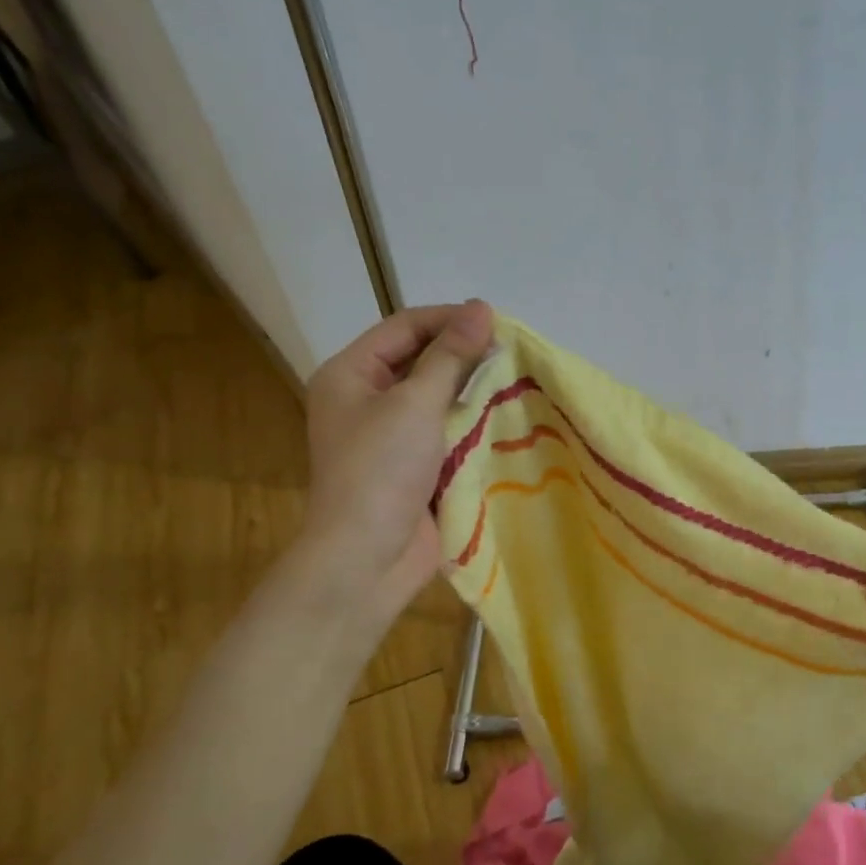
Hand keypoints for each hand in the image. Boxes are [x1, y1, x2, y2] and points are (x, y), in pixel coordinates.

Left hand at [300, 300, 493, 607]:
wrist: (368, 556)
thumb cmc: (381, 469)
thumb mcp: (416, 402)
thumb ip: (450, 355)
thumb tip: (480, 308)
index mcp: (350, 374)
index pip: (404, 327)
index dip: (449, 319)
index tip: (498, 322)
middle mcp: (366, 400)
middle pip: (420, 361)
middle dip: (464, 354)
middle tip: (511, 352)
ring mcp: (390, 436)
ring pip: (437, 398)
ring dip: (472, 389)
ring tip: (515, 380)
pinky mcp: (414, 467)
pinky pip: (445, 432)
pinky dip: (472, 423)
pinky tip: (505, 418)